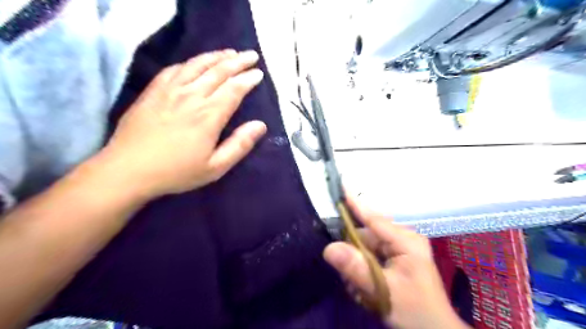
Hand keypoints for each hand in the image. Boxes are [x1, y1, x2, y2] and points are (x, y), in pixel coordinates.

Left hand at [102, 48, 266, 197]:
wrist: (128, 170)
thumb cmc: (176, 172)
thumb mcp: (215, 167)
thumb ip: (239, 145)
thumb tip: (260, 125)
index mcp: (209, 116)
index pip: (234, 89)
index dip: (248, 79)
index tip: (259, 73)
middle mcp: (191, 96)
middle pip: (218, 72)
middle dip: (238, 61)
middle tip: (251, 55)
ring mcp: (170, 91)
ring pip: (197, 65)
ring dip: (216, 56)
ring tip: (229, 52)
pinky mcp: (153, 91)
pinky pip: (174, 69)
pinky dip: (190, 62)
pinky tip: (196, 62)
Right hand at [323, 200, 469, 328]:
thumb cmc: (415, 311)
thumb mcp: (384, 291)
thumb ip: (356, 269)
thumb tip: (329, 248)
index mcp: (406, 240)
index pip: (374, 218)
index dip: (355, 204)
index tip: (340, 185)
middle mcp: (402, 239)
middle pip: (365, 235)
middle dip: (353, 254)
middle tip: (351, 280)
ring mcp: (398, 248)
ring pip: (365, 248)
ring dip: (358, 267)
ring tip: (361, 291)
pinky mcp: (394, 258)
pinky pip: (370, 257)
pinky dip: (363, 271)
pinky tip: (366, 290)